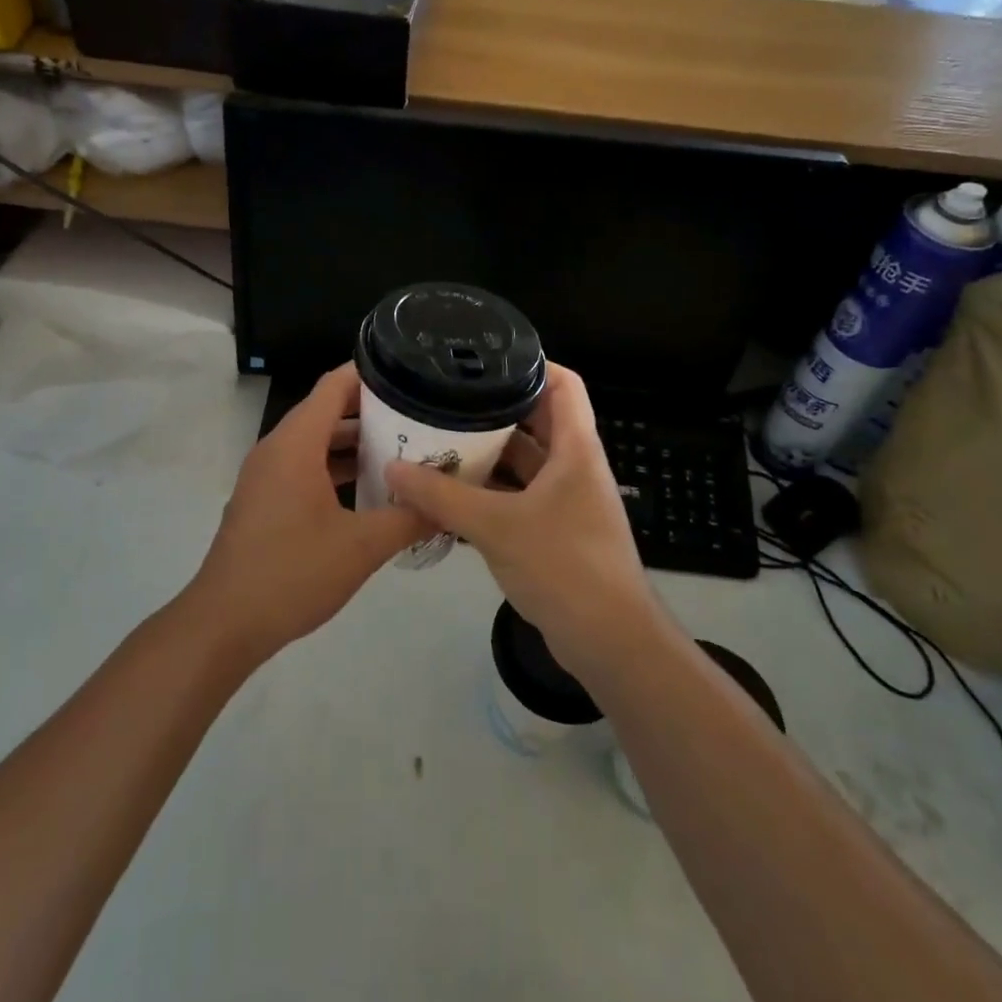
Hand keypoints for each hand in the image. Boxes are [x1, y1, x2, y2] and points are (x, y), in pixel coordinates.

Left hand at [186, 365, 432, 664]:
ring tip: (404, 449)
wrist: (225, 623)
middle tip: (420, 415)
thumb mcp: (361, 547)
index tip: (412, 372)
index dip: (371, 373)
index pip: (335, 386)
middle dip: (372, 411)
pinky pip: (303, 467)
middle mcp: (277, 449)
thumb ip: (408, 519)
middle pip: (327, 411)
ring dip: (354, 443)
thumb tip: (447, 504)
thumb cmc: (293, 573)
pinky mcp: (264, 500)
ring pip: (315, 442)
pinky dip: (335, 468)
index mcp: (296, 444)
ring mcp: (266, 475)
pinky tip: (369, 490)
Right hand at [384, 363, 660, 675]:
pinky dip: (488, 494)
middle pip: (536, 421)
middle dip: (493, 412)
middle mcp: (574, 467)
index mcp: (575, 449)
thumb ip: (442, 496)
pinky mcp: (555, 532)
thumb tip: (392, 467)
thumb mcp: (496, 525)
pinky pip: (518, 498)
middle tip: (445, 402)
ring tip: (438, 443)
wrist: (609, 642)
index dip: (532, 364)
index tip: (485, 360)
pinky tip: (448, 496)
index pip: (564, 384)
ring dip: (487, 456)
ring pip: (523, 464)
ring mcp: (566, 501)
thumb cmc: (563, 566)